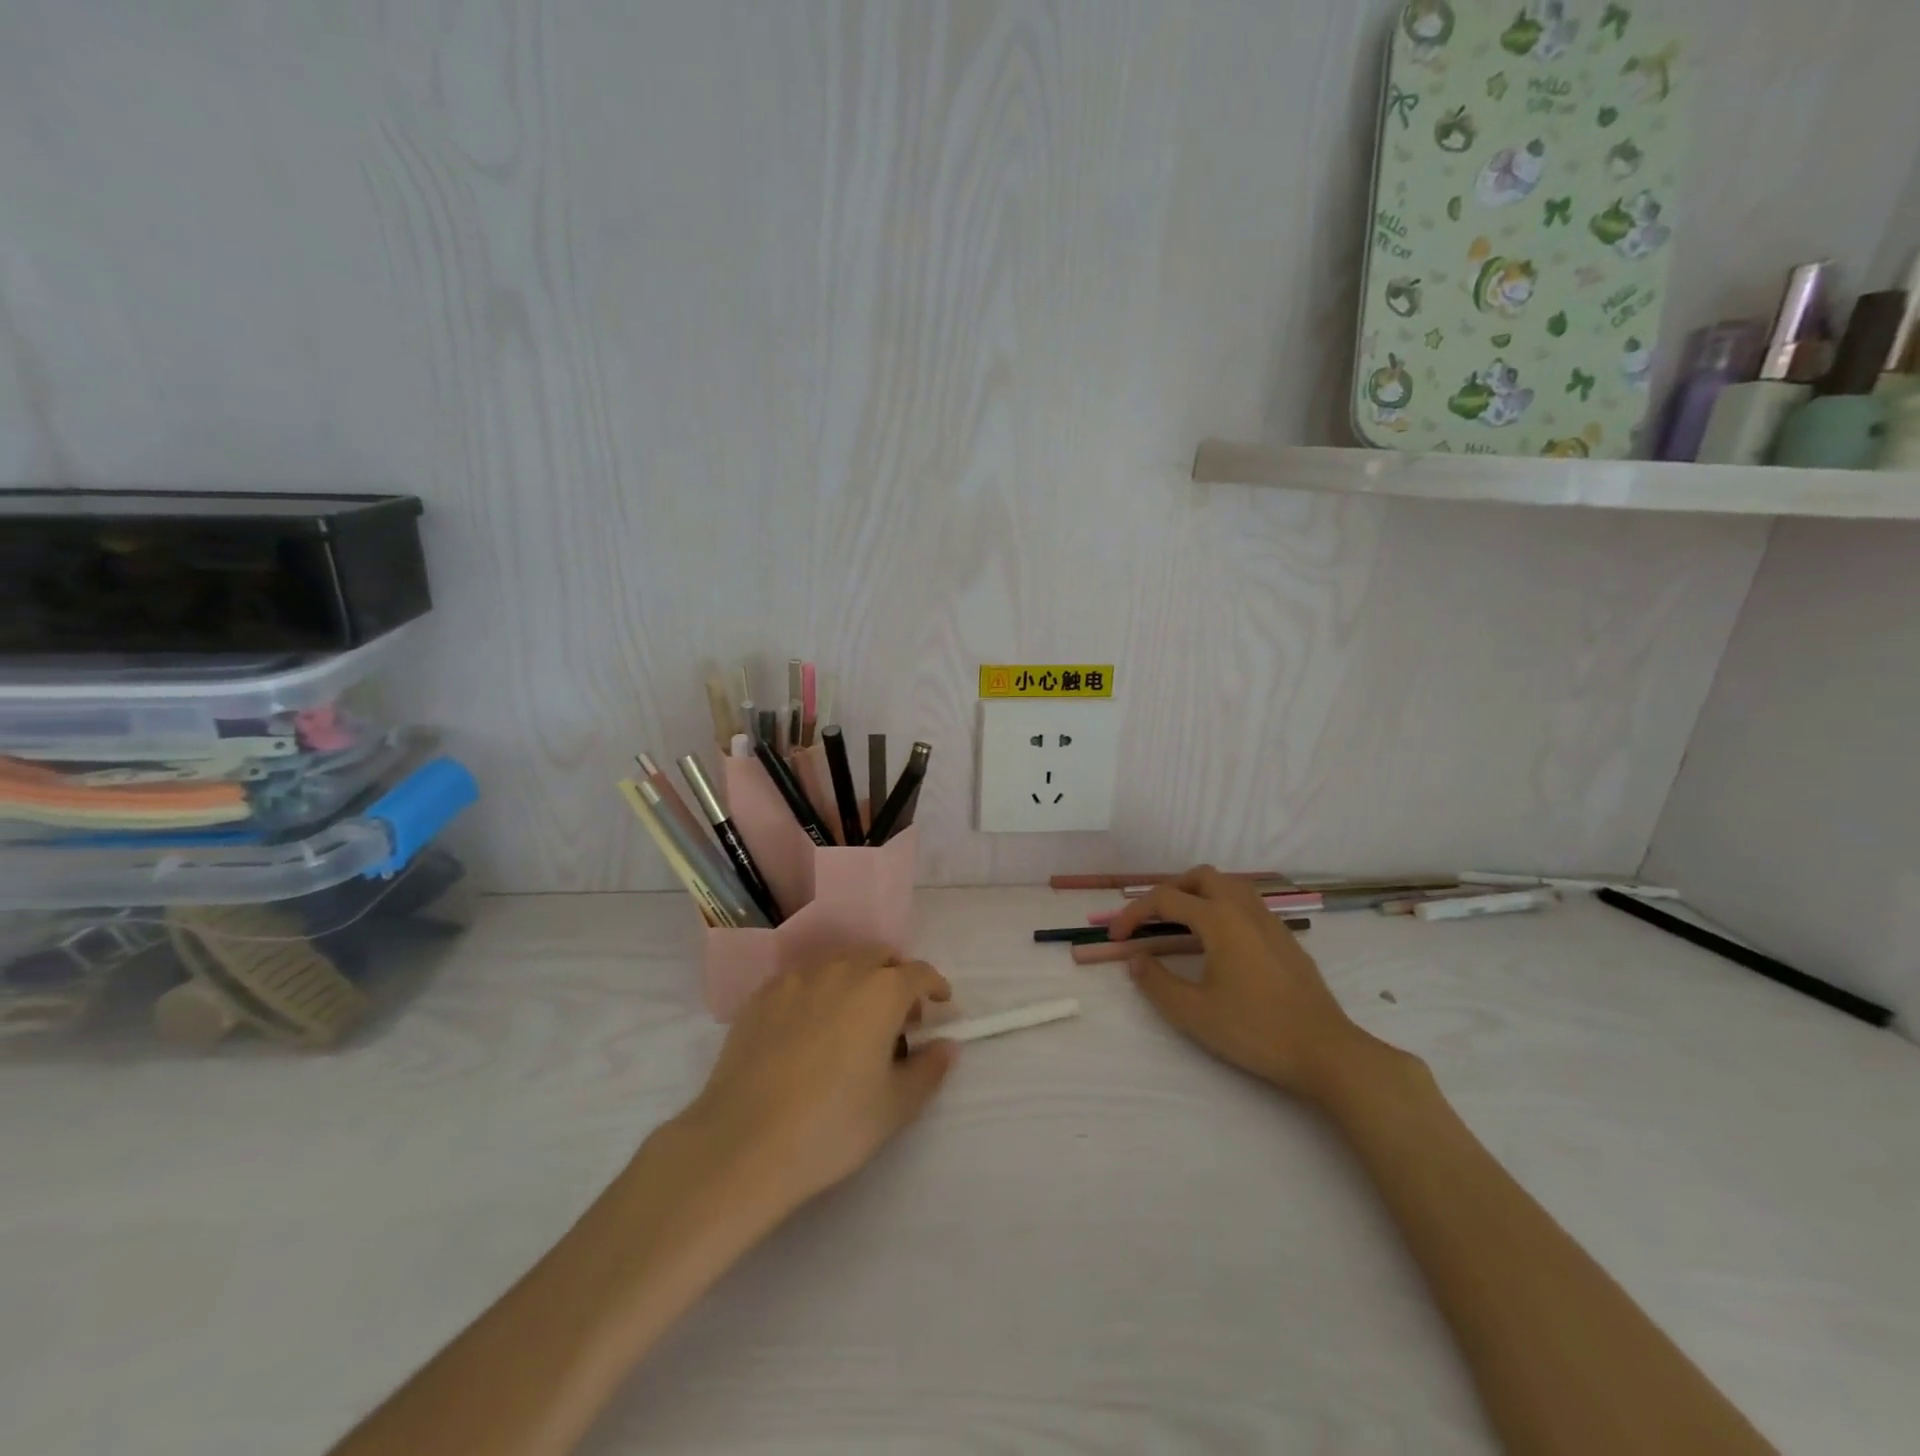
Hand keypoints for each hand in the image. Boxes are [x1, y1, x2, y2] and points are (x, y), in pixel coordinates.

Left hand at [680, 948, 956, 1209]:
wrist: (744, 1142)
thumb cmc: (833, 1125)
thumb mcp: (896, 1106)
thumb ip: (929, 1069)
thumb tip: (947, 1044)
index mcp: (881, 991)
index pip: (919, 972)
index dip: (935, 986)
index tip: (940, 1003)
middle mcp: (841, 970)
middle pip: (879, 957)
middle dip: (896, 978)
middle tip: (898, 1017)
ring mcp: (796, 979)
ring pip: (839, 964)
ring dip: (857, 982)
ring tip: (853, 1022)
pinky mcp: (762, 995)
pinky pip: (802, 981)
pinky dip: (819, 993)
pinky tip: (810, 1029)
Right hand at [1109, 866, 1390, 1106]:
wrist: (1325, 1052)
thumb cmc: (1255, 1030)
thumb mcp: (1194, 1013)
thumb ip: (1157, 982)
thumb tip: (1136, 960)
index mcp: (1219, 920)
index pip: (1165, 900)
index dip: (1134, 913)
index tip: (1117, 937)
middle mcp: (1244, 910)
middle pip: (1201, 878)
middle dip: (1169, 891)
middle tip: (1151, 919)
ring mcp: (1270, 922)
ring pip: (1229, 886)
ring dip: (1199, 894)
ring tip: (1181, 923)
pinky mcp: (1286, 939)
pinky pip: (1247, 904)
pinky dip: (1222, 907)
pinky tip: (1219, 942)